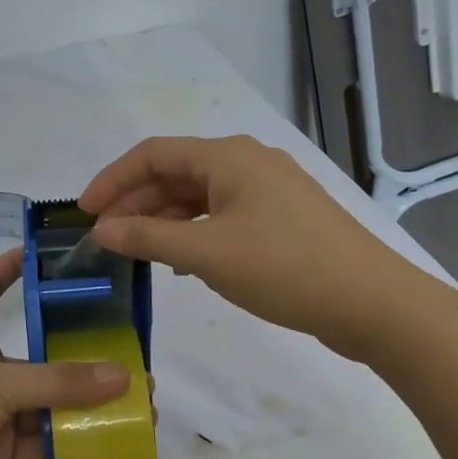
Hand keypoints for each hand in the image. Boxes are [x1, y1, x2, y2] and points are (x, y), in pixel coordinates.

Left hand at [0, 249, 128, 458]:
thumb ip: (58, 382)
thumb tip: (124, 376)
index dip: (7, 269)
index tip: (39, 253)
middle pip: (39, 358)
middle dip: (83, 359)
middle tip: (135, 361)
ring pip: (50, 407)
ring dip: (91, 408)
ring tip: (143, 408)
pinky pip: (47, 449)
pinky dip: (78, 448)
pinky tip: (118, 444)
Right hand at [79, 135, 449, 361]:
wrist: (374, 304)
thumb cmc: (284, 268)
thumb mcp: (206, 254)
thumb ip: (147, 238)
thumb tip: (101, 229)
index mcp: (228, 156)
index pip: (153, 154)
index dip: (112, 179)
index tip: (84, 212)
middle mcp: (246, 162)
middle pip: (174, 173)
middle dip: (135, 202)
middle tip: (104, 236)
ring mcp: (267, 190)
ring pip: (197, 195)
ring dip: (162, 219)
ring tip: (133, 251)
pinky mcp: (280, 218)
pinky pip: (220, 213)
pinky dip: (192, 231)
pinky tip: (179, 260)